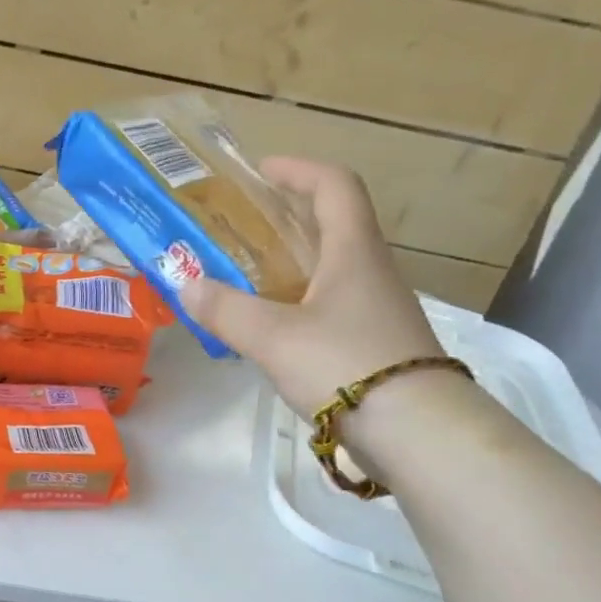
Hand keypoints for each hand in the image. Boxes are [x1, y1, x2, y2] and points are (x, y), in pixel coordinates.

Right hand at [178, 158, 443, 422]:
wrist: (416, 430)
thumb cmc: (345, 364)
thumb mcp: (273, 336)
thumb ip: (225, 309)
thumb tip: (183, 283)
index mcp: (353, 252)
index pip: (334, 186)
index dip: (298, 170)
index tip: (261, 171)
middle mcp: (372, 272)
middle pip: (334, 226)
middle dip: (289, 218)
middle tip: (243, 228)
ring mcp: (378, 311)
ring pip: (333, 270)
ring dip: (294, 264)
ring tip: (248, 277)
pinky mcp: (377, 346)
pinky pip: (333, 308)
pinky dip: (300, 303)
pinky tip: (274, 329)